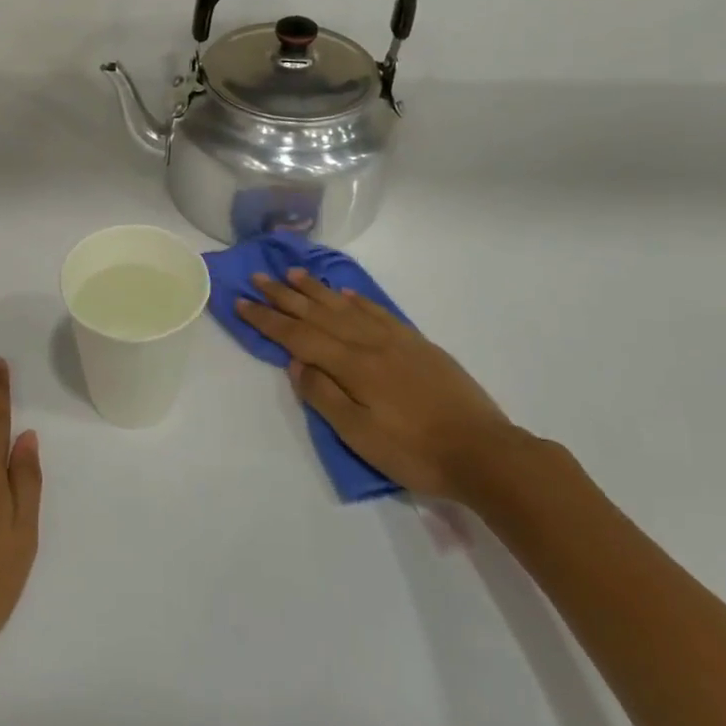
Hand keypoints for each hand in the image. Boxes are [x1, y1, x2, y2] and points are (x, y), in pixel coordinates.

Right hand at [235, 270, 513, 500]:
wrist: (484, 451)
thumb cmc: (415, 451)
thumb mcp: (360, 435)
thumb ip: (324, 396)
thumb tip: (296, 363)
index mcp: (352, 365)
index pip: (298, 336)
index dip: (267, 319)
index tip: (241, 301)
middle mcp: (369, 343)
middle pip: (318, 313)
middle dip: (285, 295)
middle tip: (259, 277)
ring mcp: (396, 340)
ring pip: (345, 306)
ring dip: (316, 289)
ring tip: (293, 273)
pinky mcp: (417, 344)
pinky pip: (377, 311)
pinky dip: (356, 299)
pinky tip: (344, 293)